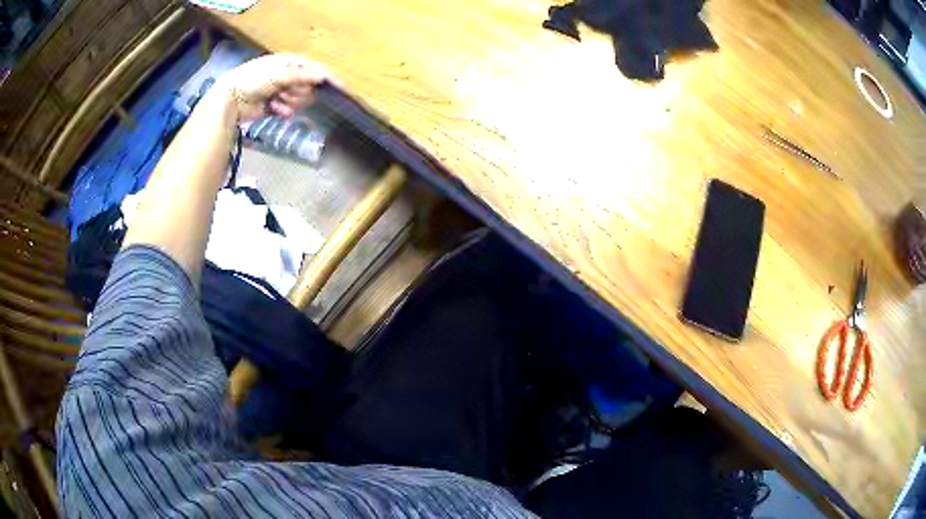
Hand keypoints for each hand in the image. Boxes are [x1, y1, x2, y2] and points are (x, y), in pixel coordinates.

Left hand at [212, 54, 334, 120]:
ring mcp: (281, 91)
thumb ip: (303, 76)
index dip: (327, 77)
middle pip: (308, 86)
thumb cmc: (255, 80)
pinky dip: (284, 111)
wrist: (231, 99)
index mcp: (290, 63)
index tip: (341, 88)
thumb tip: (324, 76)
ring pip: (300, 99)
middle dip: (300, 92)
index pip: (314, 68)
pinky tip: (274, 109)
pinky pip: (289, 110)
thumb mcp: (280, 74)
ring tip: (277, 101)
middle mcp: (288, 75)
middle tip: (288, 93)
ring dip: (291, 102)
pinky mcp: (275, 106)